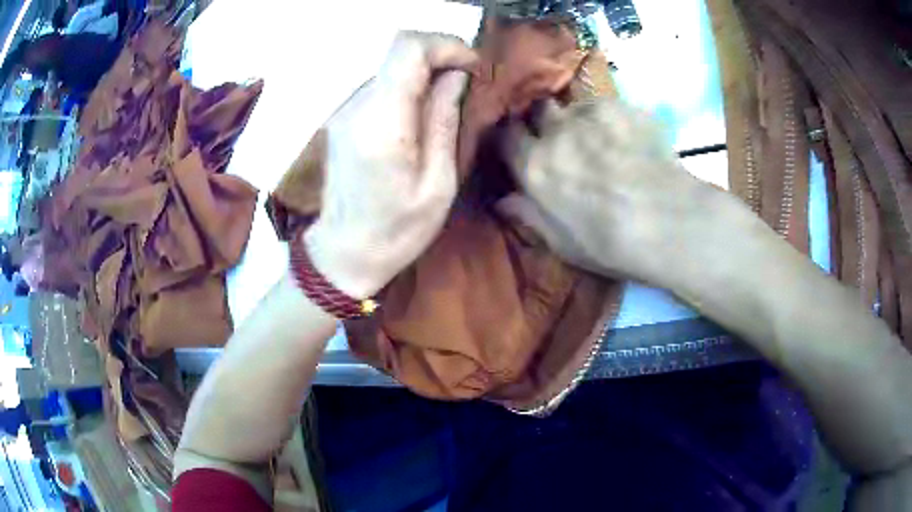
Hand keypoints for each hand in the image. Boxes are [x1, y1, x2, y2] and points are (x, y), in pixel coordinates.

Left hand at [304, 32, 476, 297]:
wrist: (344, 252)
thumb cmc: (397, 230)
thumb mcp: (438, 184)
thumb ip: (444, 120)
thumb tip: (456, 76)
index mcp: (382, 123)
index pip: (408, 49)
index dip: (446, 45)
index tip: (472, 66)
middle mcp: (356, 106)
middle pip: (398, 51)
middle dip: (440, 56)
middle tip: (467, 83)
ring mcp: (344, 109)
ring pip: (390, 66)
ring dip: (424, 72)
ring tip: (447, 102)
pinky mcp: (342, 116)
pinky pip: (380, 85)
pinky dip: (407, 86)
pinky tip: (420, 115)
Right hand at [499, 99, 729, 285]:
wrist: (668, 223)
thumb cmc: (611, 244)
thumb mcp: (562, 243)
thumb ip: (530, 216)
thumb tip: (503, 201)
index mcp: (535, 166)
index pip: (506, 135)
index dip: (512, 138)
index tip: (522, 144)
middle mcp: (557, 131)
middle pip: (538, 109)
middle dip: (545, 120)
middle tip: (562, 138)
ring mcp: (591, 114)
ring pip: (574, 105)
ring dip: (580, 119)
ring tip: (602, 139)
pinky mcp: (622, 107)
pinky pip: (607, 105)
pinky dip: (610, 119)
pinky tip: (628, 138)